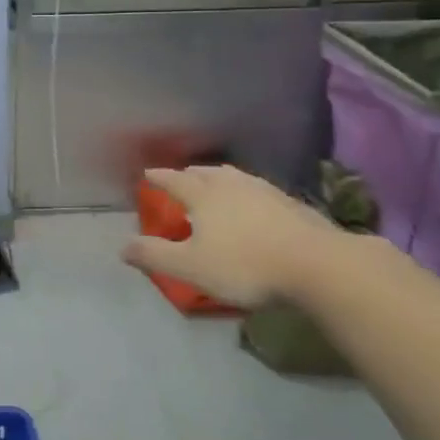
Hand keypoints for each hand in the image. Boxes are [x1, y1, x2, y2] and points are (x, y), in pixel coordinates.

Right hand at [122, 165, 339, 308]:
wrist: (317, 265)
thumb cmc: (245, 265)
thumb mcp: (191, 267)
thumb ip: (155, 256)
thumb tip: (122, 246)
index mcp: (203, 195)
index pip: (174, 180)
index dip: (159, 177)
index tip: (147, 174)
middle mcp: (231, 184)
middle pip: (205, 172)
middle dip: (189, 174)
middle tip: (181, 178)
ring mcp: (264, 190)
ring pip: (234, 177)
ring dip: (219, 178)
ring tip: (215, 183)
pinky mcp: (291, 203)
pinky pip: (257, 189)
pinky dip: (245, 192)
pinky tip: (253, 204)